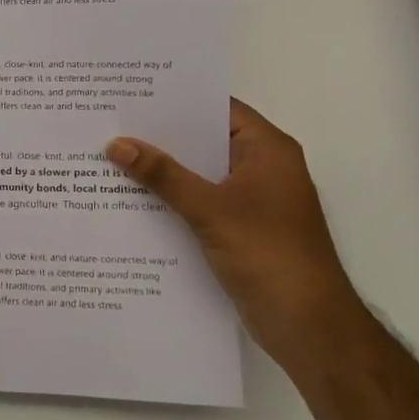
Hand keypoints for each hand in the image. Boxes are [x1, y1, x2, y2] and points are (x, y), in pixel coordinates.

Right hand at [105, 100, 363, 365]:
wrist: (308, 326)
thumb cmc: (268, 253)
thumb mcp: (210, 209)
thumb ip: (163, 175)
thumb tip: (116, 144)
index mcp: (267, 150)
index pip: (217, 108)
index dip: (177, 99)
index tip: (133, 93)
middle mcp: (261, 168)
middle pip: (204, 141)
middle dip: (161, 136)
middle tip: (111, 123)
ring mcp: (251, 201)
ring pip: (199, 175)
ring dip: (163, 171)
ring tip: (111, 156)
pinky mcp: (239, 230)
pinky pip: (199, 203)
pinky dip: (171, 200)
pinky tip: (131, 199)